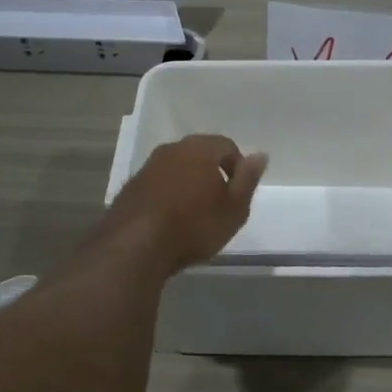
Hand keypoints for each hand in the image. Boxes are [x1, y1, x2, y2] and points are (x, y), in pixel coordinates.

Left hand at [91, 134, 268, 275]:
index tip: (239, 194)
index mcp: (200, 148)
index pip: (227, 146)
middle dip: (212, 174)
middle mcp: (172, 149)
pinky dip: (168, 195)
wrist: (136, 245)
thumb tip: (260, 155)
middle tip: (220, 204)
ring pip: (177, 168)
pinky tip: (170, 219)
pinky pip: (159, 184)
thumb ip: (248, 179)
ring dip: (189, 184)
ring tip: (194, 214)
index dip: (238, 168)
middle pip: (200, 154)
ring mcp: (148, 166)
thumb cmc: (194, 225)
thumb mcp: (234, 208)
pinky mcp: (131, 186)